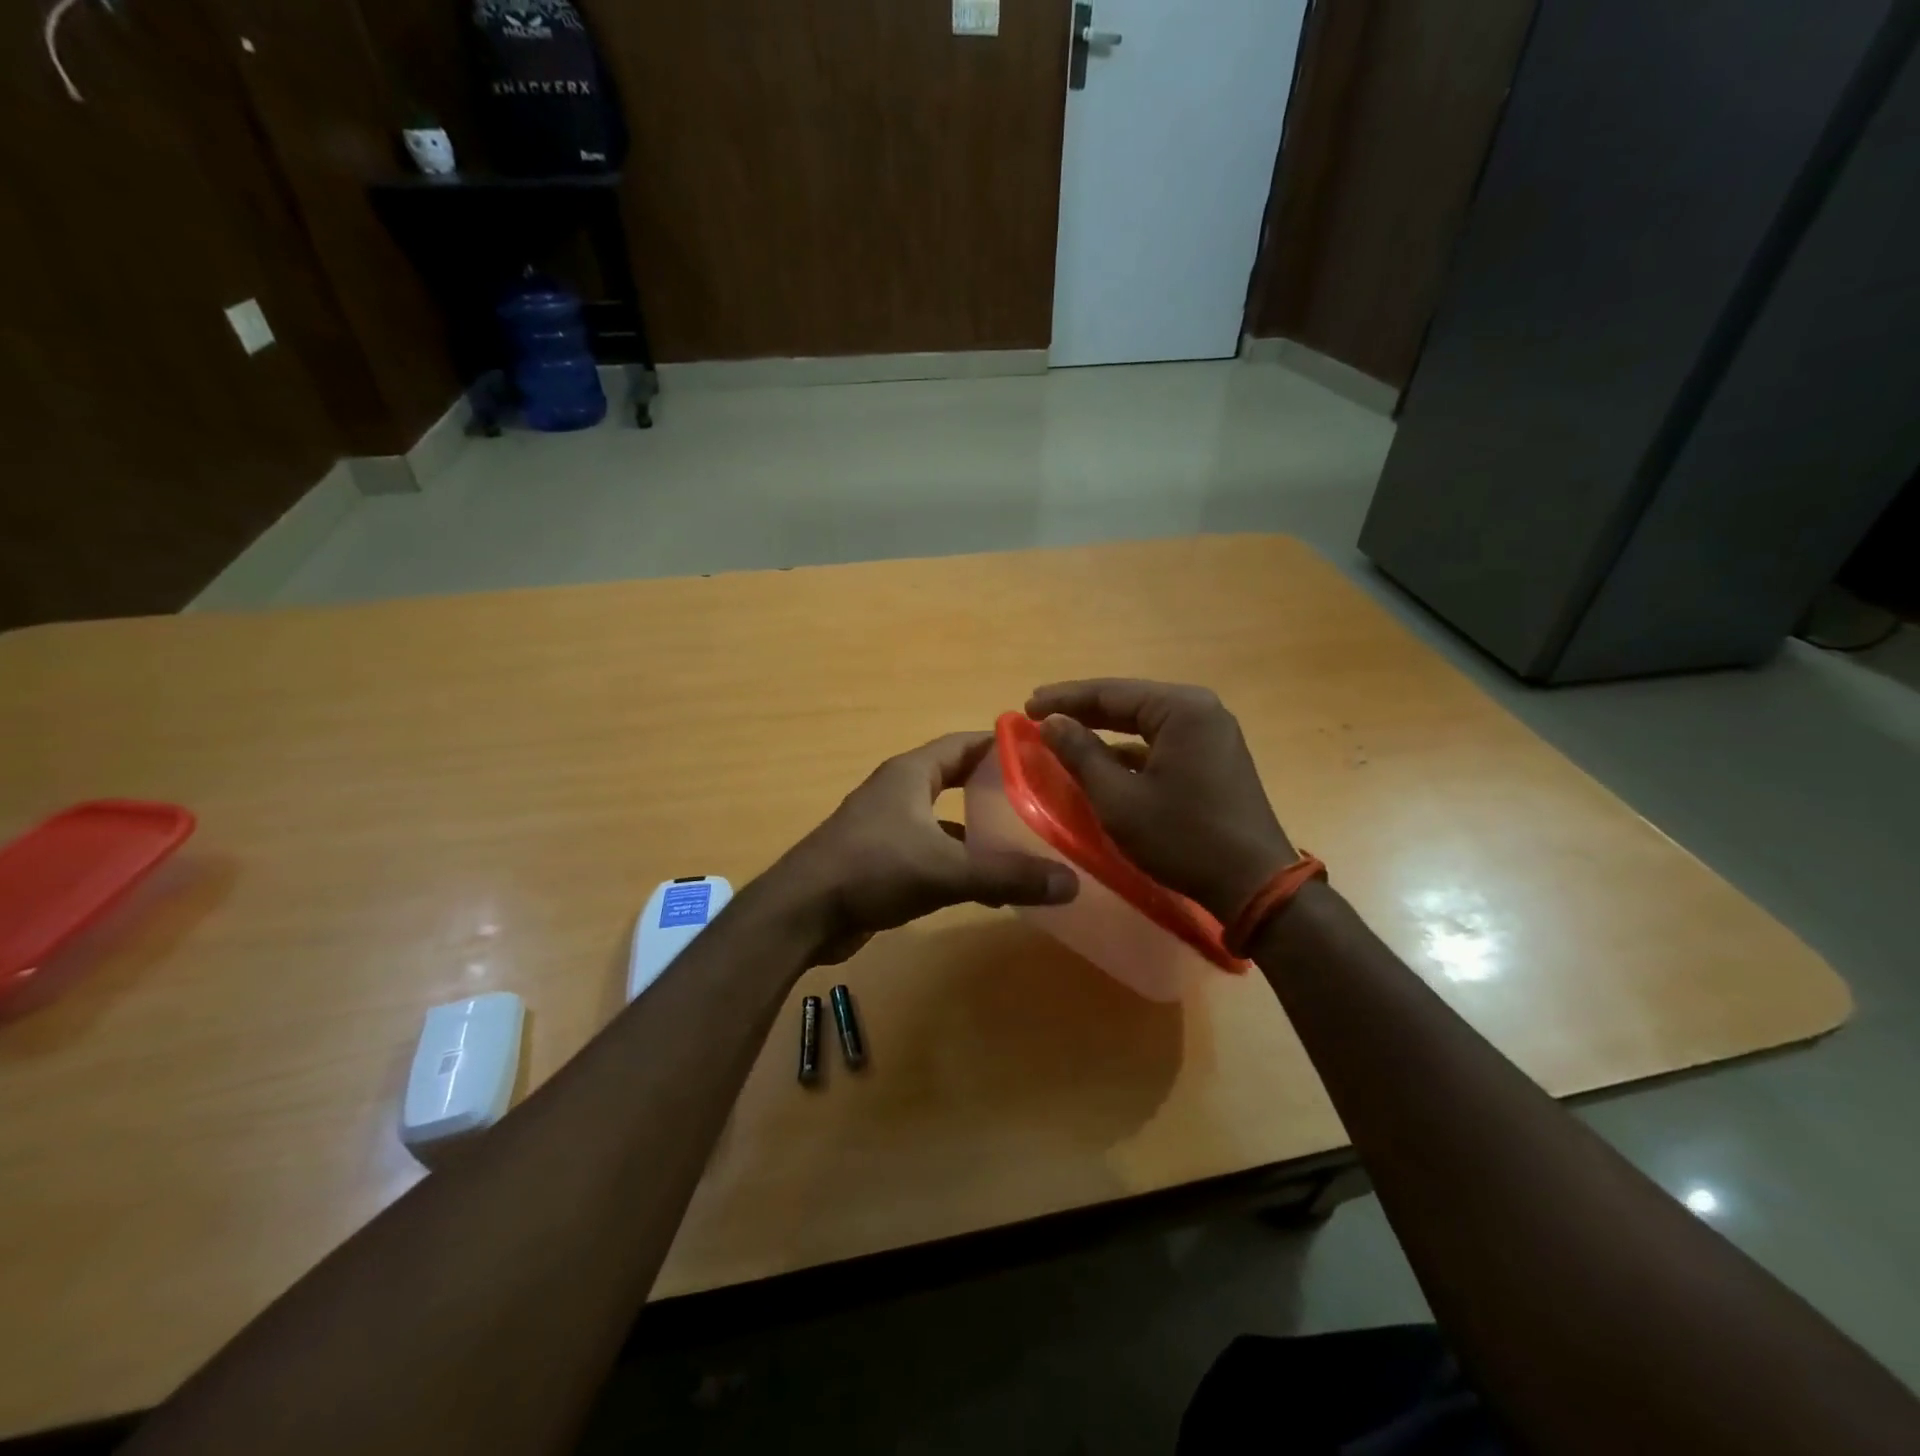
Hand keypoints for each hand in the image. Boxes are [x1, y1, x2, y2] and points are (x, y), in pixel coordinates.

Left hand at [771, 731, 1078, 964]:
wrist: (803, 912)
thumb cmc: (873, 870)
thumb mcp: (945, 870)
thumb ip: (1006, 875)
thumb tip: (1070, 882)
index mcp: (912, 773)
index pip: (965, 743)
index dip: (1002, 745)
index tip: (1042, 754)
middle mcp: (899, 790)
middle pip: (957, 777)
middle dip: (995, 786)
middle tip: (1041, 798)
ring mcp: (887, 824)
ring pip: (944, 817)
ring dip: (978, 827)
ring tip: (1023, 841)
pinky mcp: (881, 857)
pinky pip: (931, 848)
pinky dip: (958, 859)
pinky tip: (986, 885)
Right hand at [1026, 680, 1294, 923]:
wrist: (1254, 884)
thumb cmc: (1183, 838)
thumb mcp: (1119, 798)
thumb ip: (1081, 754)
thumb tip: (1051, 722)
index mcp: (1181, 709)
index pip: (1110, 692)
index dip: (1064, 699)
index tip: (1027, 706)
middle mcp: (1201, 710)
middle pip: (1129, 702)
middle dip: (1083, 709)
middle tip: (1038, 714)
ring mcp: (1212, 734)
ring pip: (1146, 722)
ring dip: (1105, 729)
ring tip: (1064, 732)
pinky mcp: (1215, 758)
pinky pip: (1163, 742)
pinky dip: (1130, 749)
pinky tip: (1102, 759)